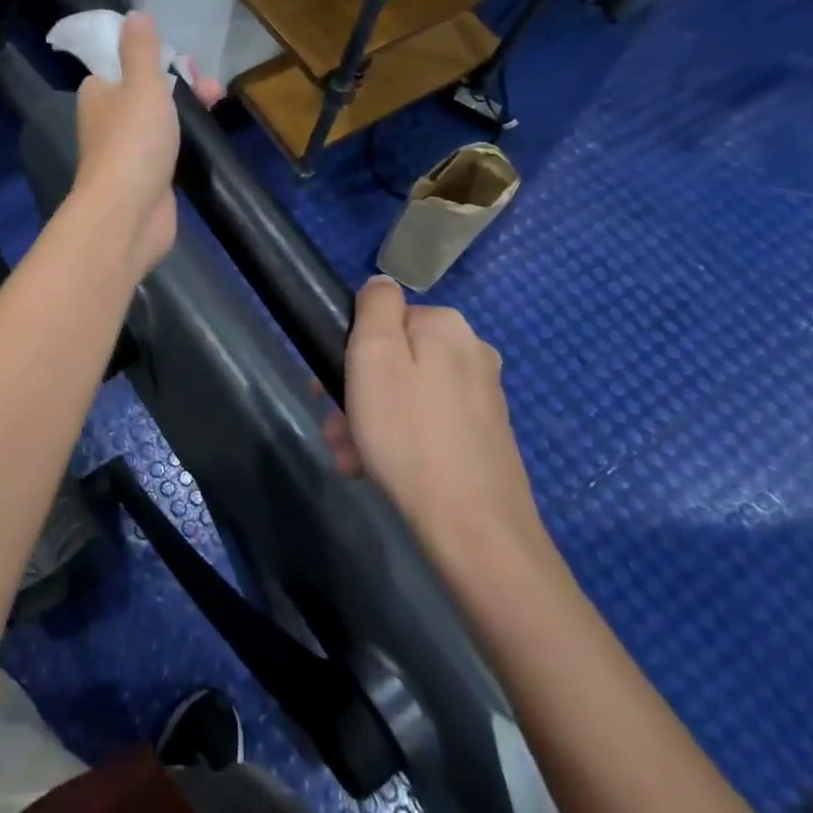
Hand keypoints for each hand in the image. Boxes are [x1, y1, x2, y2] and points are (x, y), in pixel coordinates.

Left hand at [72, 12, 221, 276]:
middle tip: (210, 89)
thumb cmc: (133, 141)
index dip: (159, 58)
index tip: (187, 61)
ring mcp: (129, 150)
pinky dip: (187, 141)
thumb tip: (134, 15)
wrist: (128, 214)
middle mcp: (109, 118)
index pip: (126, 63)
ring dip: (189, 110)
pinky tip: (207, 138)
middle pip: (149, 90)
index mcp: (99, 91)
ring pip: (162, 119)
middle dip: (183, 83)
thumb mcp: (141, 84)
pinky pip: (170, 148)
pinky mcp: (148, 176)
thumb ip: (141, 50)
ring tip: (217, 106)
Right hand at [326, 277, 547, 580]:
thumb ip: (375, 307)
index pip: (383, 317)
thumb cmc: (408, 434)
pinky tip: (377, 471)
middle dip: (357, 391)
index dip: (350, 348)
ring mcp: (482, 396)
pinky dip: (399, 441)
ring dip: (370, 421)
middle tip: (335, 429)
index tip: (327, 386)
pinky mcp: (485, 436)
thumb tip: (382, 284)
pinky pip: (426, 423)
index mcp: (447, 325)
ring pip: (406, 394)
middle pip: (394, 358)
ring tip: (351, 460)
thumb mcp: (374, 356)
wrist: (473, 528)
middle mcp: (472, 352)